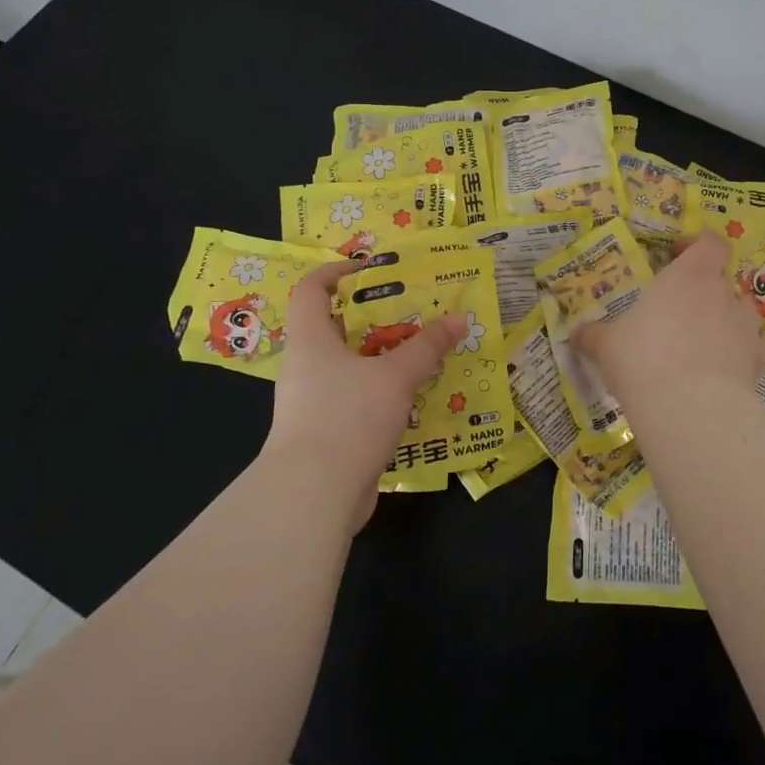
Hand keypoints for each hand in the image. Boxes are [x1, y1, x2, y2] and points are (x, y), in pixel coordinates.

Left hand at [264, 261, 466, 530]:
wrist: (313, 496)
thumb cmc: (348, 417)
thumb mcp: (395, 376)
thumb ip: (426, 346)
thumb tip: (458, 318)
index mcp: (311, 340)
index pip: (311, 289)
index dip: (335, 271)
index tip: (369, 268)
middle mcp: (305, 366)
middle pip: (334, 327)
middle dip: (373, 317)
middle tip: (412, 311)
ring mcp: (312, 402)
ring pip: (348, 366)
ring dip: (380, 357)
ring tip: (420, 352)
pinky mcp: (324, 433)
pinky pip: (354, 399)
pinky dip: (379, 391)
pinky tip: (412, 397)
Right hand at [576, 234, 764, 409]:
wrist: (690, 408)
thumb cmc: (643, 359)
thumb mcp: (606, 345)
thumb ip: (592, 335)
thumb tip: (576, 334)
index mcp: (688, 276)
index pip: (710, 242)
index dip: (697, 245)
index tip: (676, 257)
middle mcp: (722, 293)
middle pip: (723, 278)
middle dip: (705, 289)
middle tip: (680, 309)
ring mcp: (746, 326)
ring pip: (743, 310)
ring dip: (727, 317)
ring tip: (704, 338)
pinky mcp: (759, 360)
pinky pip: (757, 345)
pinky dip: (746, 349)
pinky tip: (728, 363)